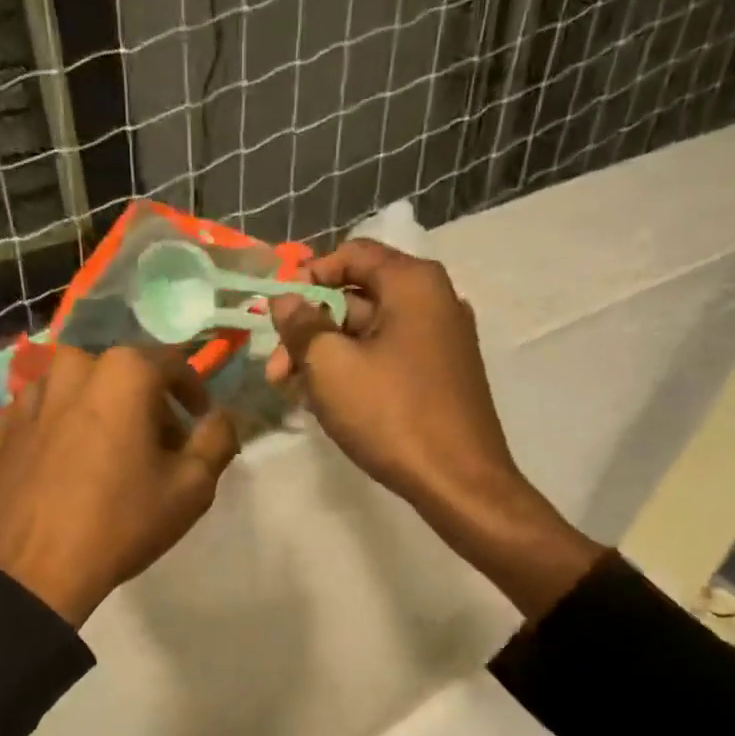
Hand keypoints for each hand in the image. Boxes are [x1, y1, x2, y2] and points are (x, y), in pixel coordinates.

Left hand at [0, 345, 238, 625]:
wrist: (29, 571)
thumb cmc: (120, 523)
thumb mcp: (191, 488)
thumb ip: (218, 439)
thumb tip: (221, 416)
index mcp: (123, 372)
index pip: (173, 364)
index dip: (193, 392)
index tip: (198, 420)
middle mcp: (71, 367)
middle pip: (121, 375)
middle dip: (145, 403)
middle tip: (155, 446)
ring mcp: (27, 396)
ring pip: (76, 391)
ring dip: (99, 412)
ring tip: (107, 457)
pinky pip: (41, 416)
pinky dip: (60, 431)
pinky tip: (65, 469)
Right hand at [267, 238, 600, 618]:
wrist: (458, 481)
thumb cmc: (391, 415)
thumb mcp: (331, 366)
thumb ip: (302, 326)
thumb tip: (286, 300)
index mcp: (413, 283)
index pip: (352, 254)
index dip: (308, 277)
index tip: (278, 314)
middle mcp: (434, 301)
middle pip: (358, 298)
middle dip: (310, 330)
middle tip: (276, 372)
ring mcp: (441, 341)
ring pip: (370, 334)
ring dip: (327, 356)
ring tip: (296, 394)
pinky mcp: (441, 376)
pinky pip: (389, 358)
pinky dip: (355, 372)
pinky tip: (329, 404)